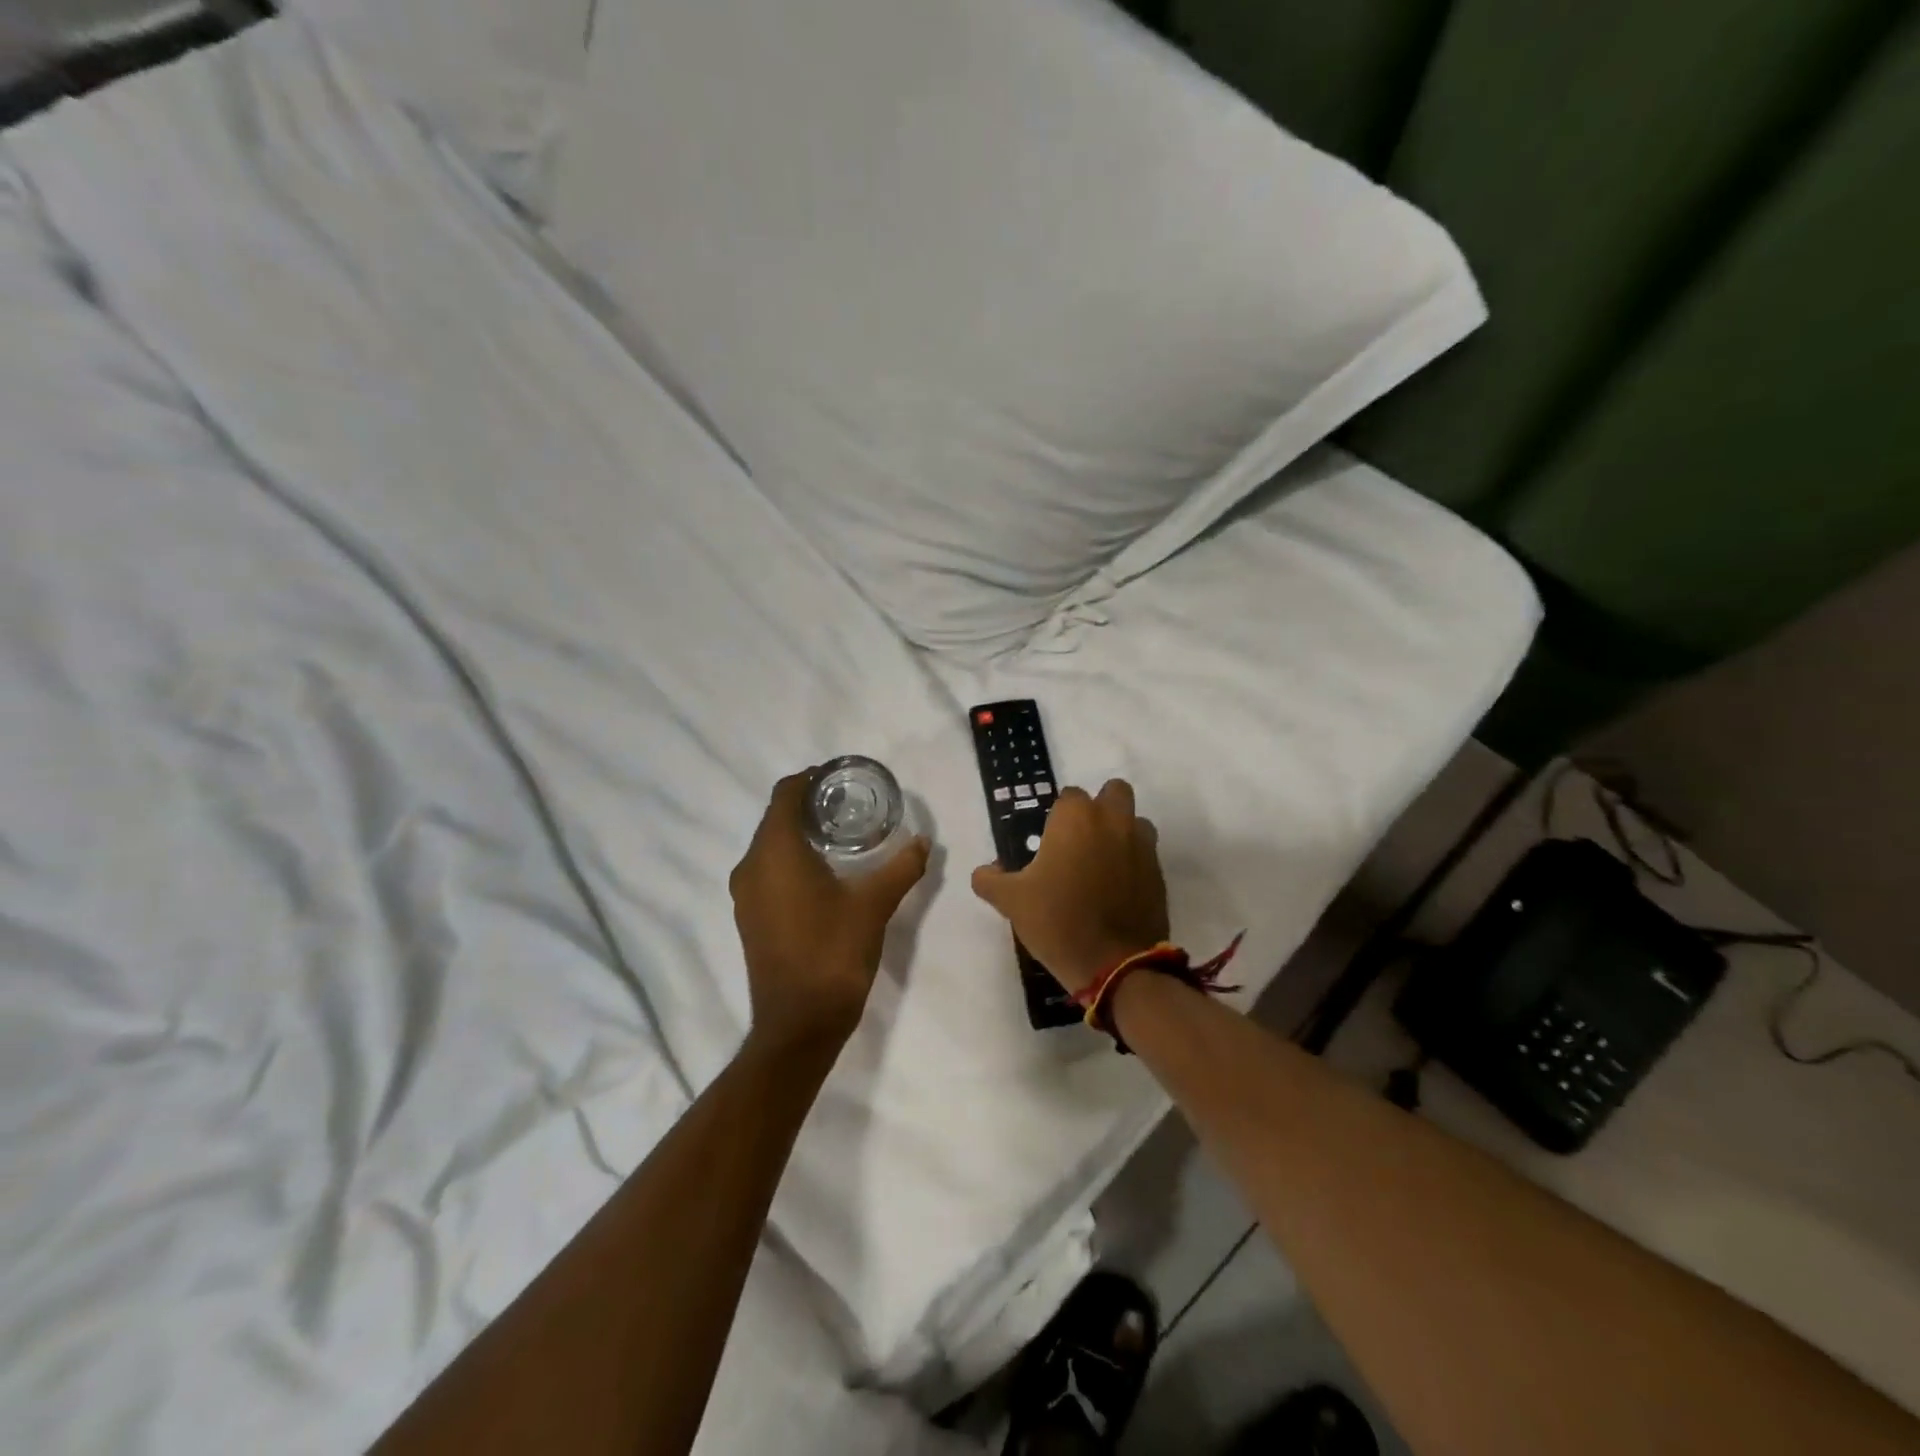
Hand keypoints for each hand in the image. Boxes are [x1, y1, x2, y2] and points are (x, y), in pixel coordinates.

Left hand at [730, 769, 930, 1051]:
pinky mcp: (749, 916)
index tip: (841, 778)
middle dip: (810, 805)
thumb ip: (902, 867)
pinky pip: (768, 870)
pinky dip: (791, 859)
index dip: (811, 779)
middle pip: (776, 817)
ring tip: (842, 836)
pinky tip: (824, 873)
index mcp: (775, 851)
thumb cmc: (833, 953)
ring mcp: (745, 894)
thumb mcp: (875, 904)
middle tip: (851, 805)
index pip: (785, 794)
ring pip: (770, 845)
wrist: (799, 1023)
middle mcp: (750, 866)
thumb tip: (923, 842)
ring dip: (800, 833)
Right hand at [970, 779, 1169, 995]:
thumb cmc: (1057, 920)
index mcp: (1076, 818)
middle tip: (1080, 840)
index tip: (1048, 842)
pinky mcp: (1159, 873)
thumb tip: (985, 871)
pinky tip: (1116, 888)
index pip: (1068, 796)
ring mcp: (1142, 846)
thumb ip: (990, 879)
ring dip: (1121, 831)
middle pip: (1113, 792)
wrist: (1114, 964)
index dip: (1058, 816)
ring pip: (1135, 821)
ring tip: (1101, 863)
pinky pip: (1146, 854)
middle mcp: (1113, 821)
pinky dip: (1133, 861)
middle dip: (1100, 808)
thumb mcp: (1011, 901)